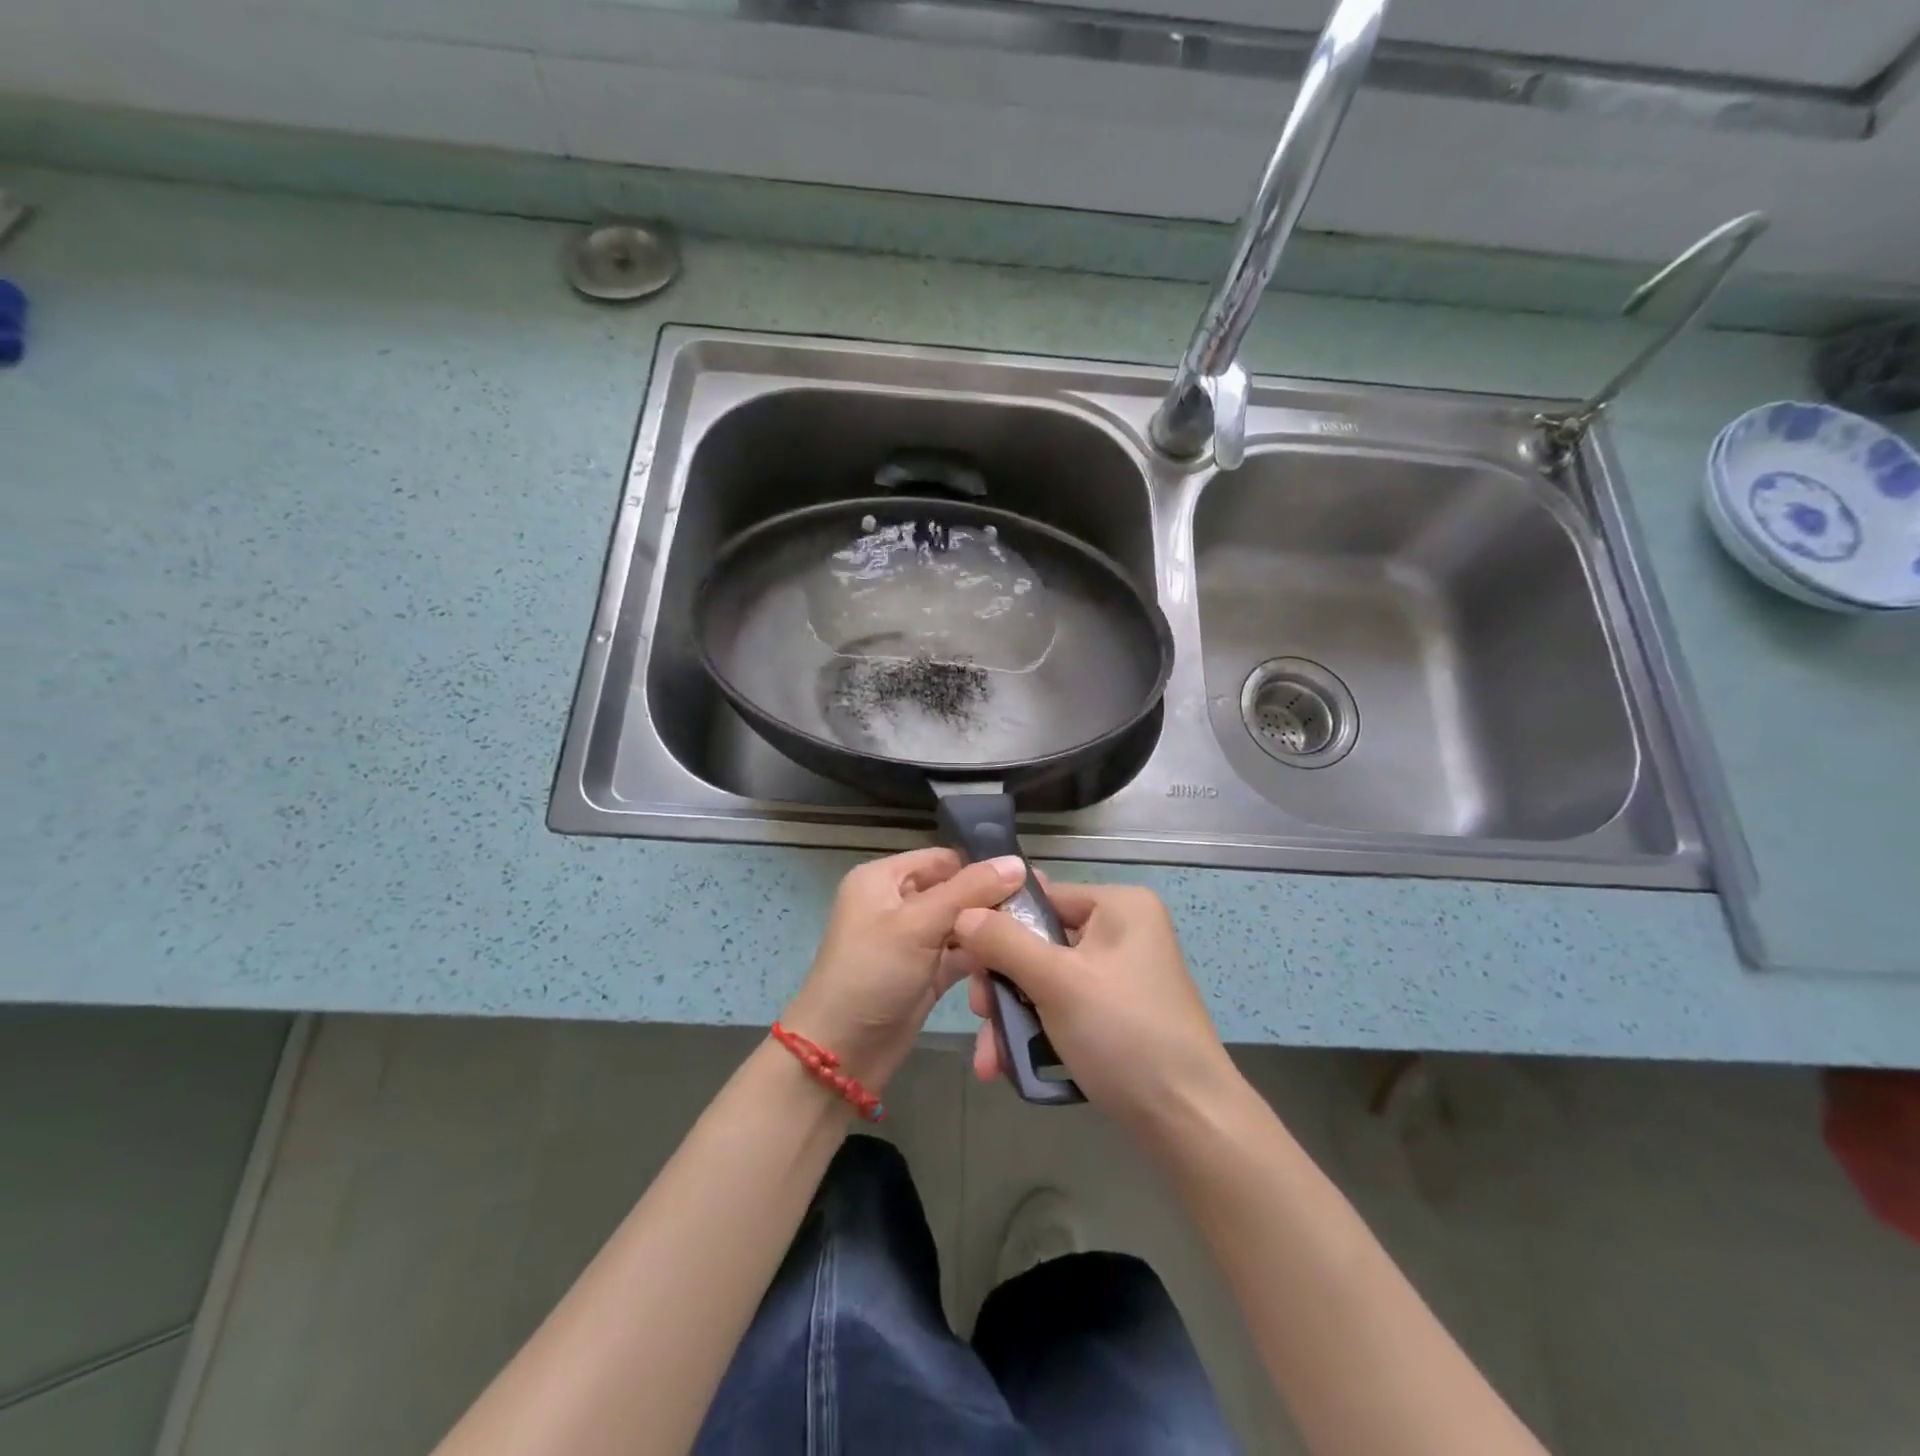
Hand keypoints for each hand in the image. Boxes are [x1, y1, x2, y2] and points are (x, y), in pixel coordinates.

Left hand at [782, 848, 1026, 1092]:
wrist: (841, 1054)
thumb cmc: (872, 973)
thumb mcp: (918, 923)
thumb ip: (969, 890)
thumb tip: (1017, 862)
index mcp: (883, 879)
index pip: (942, 859)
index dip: (981, 866)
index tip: (1028, 878)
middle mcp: (897, 904)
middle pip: (955, 891)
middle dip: (991, 901)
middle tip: (1039, 910)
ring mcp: (912, 942)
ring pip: (961, 925)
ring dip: (990, 932)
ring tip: (1035, 935)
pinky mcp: (926, 975)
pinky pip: (961, 956)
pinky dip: (983, 958)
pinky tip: (1017, 959)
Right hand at [952, 882, 1241, 1139]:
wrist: (1188, 1121)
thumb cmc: (1123, 1033)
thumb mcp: (1056, 982)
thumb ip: (1004, 943)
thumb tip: (962, 912)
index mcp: (1119, 906)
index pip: (1042, 898)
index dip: (997, 925)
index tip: (963, 960)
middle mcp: (1121, 931)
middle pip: (1038, 943)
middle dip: (1002, 985)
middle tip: (979, 1015)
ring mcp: (1120, 975)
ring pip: (1045, 981)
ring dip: (1012, 1017)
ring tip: (989, 1059)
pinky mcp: (1116, 1013)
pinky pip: (1063, 1007)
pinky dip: (1035, 1032)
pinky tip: (1007, 1065)